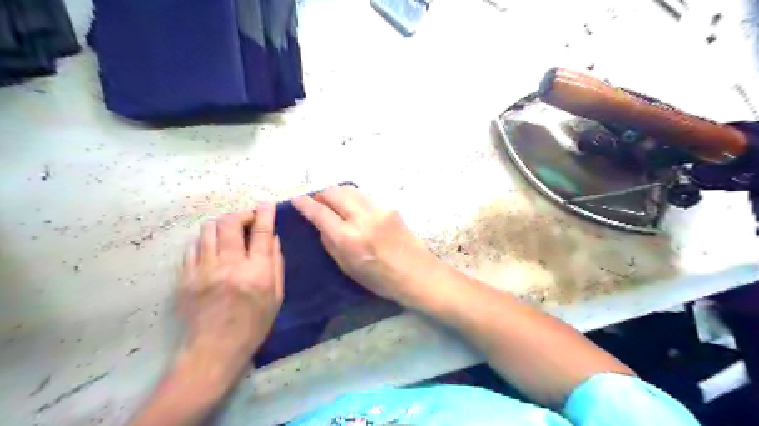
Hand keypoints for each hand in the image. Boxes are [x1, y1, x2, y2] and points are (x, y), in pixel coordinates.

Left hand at [179, 203, 282, 375]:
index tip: (267, 204)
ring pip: (208, 229)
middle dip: (241, 214)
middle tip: (247, 220)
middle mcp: (228, 266)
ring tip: (229, 233)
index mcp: (256, 272)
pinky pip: (193, 246)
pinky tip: (213, 249)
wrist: (213, 350)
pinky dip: (206, 241)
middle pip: (230, 223)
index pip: (261, 232)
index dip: (265, 213)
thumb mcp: (276, 296)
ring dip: (222, 225)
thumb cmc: (253, 325)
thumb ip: (276, 264)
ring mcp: (203, 270)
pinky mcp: (185, 277)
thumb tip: (273, 238)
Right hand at [291, 185, 435, 302]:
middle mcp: (362, 219)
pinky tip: (353, 208)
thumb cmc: (380, 279)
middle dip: (321, 194)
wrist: (417, 273)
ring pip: (350, 190)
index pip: (320, 213)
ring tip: (332, 201)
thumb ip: (331, 243)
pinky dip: (354, 199)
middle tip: (316, 201)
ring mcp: (378, 210)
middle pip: (335, 193)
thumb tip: (321, 225)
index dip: (305, 204)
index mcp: (348, 239)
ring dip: (337, 193)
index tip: (297, 200)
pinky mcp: (390, 207)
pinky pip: (365, 197)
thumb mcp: (347, 267)